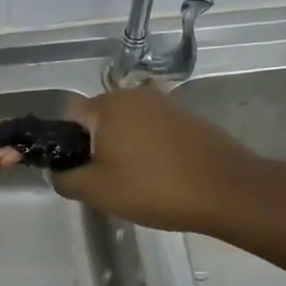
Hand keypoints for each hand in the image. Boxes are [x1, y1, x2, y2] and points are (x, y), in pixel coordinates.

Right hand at [51, 86, 270, 237]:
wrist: (228, 191)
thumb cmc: (154, 188)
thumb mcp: (97, 191)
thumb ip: (65, 179)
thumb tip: (57, 172)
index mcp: (106, 105)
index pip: (68, 117)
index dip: (65, 145)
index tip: (77, 172)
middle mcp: (133, 95)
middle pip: (98, 119)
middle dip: (94, 147)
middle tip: (104, 182)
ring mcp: (163, 104)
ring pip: (125, 125)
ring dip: (121, 148)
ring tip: (133, 181)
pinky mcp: (186, 117)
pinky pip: (151, 130)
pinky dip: (146, 148)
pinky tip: (158, 175)